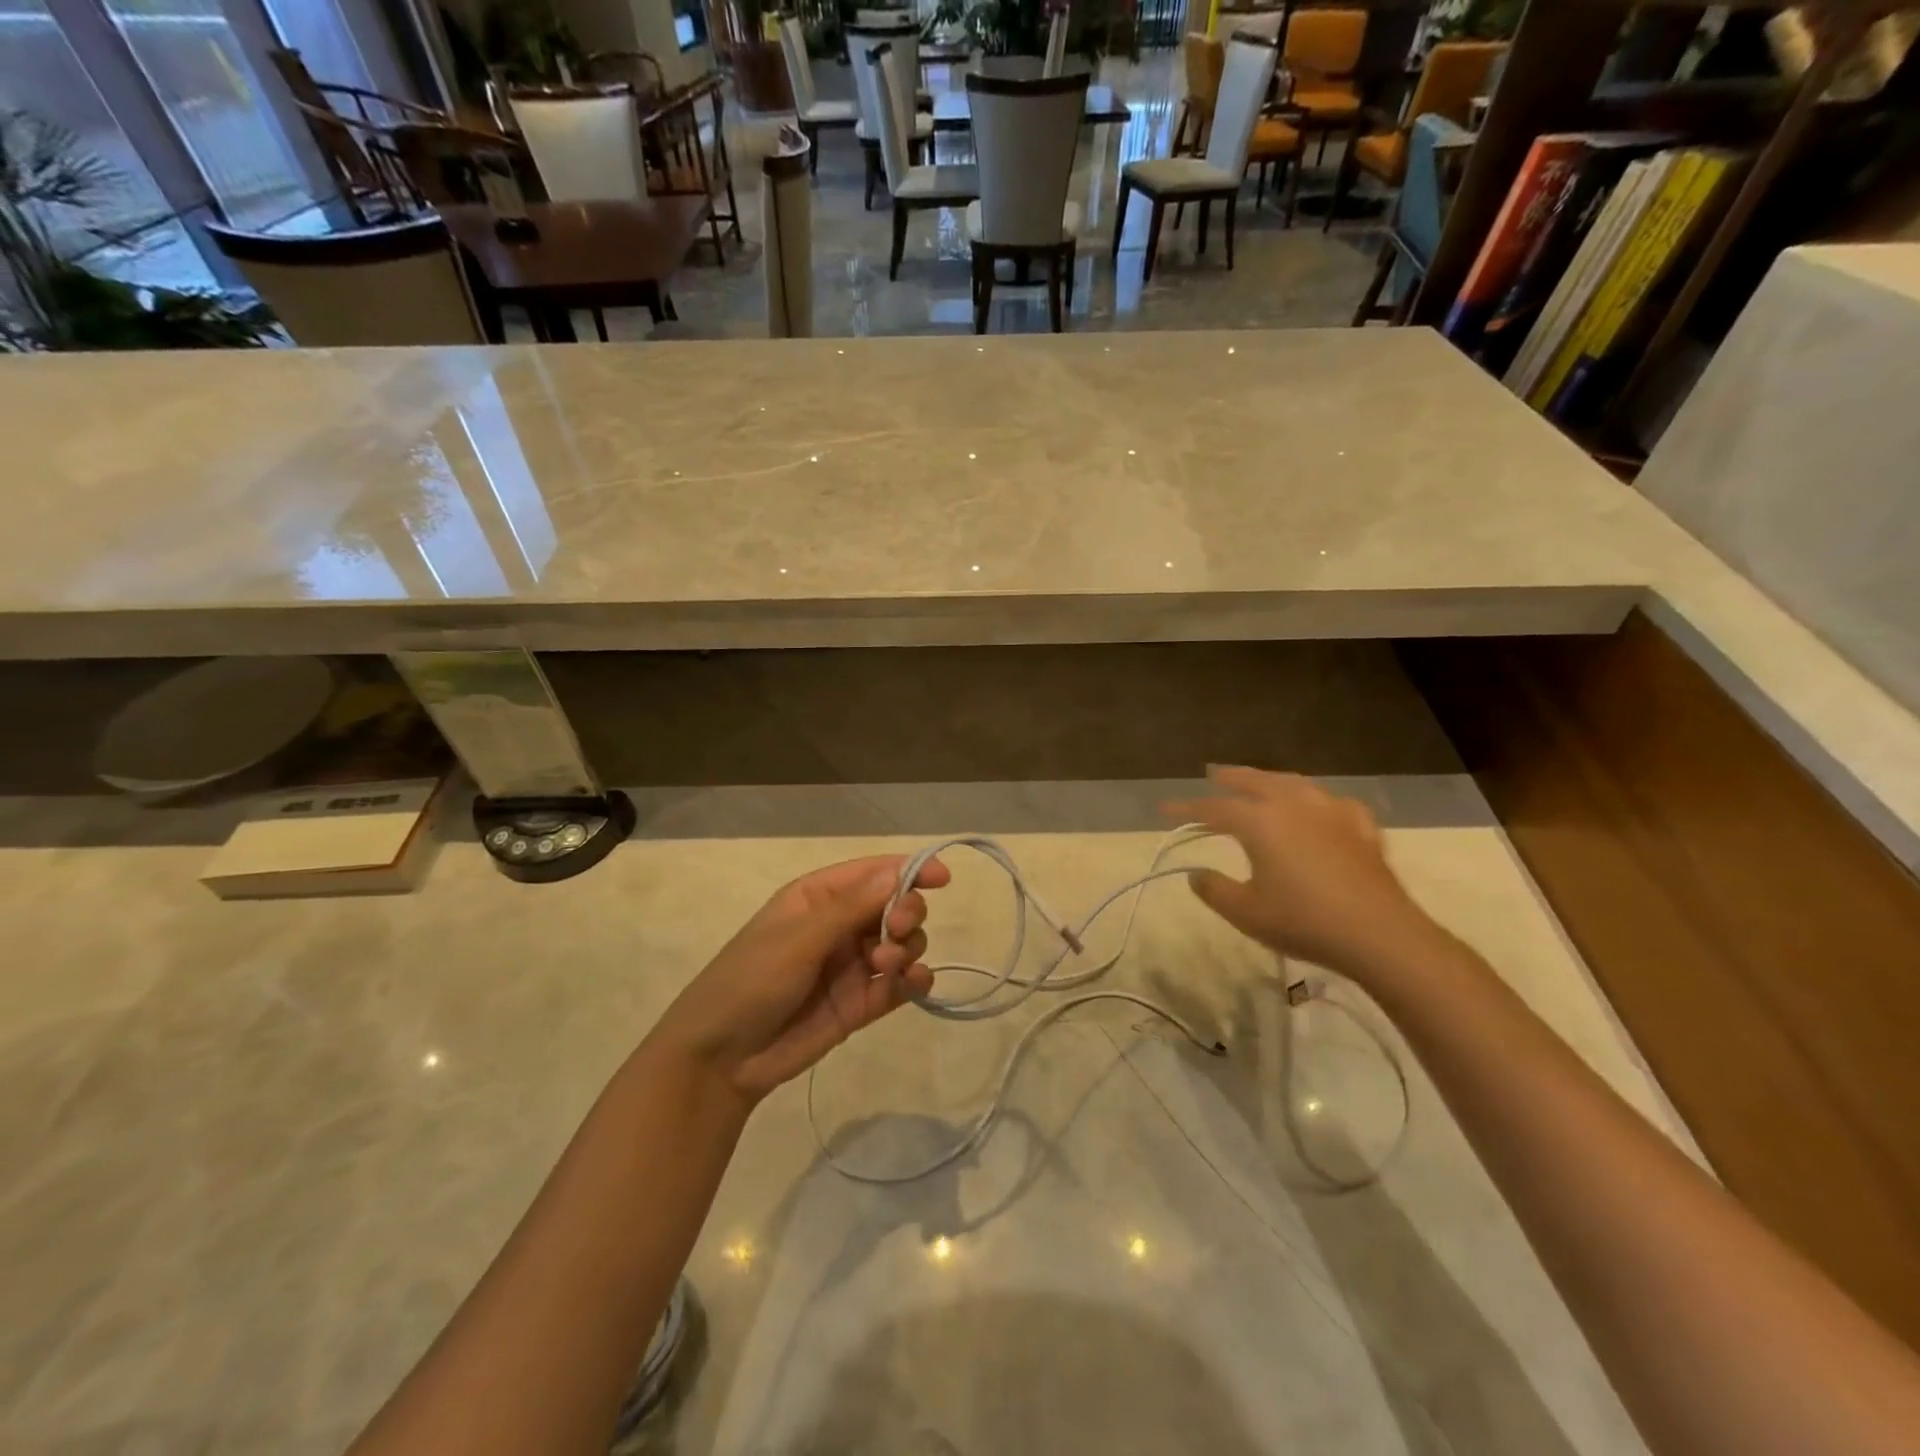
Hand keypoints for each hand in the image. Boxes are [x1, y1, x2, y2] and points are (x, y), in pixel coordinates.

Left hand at [651, 855, 950, 1103]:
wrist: (722, 1059)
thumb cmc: (750, 981)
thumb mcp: (798, 938)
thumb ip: (851, 908)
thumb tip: (898, 874)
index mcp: (819, 897)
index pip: (874, 873)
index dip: (910, 870)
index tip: (942, 879)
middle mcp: (841, 925)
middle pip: (896, 905)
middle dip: (907, 913)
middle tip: (897, 931)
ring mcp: (854, 964)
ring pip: (904, 942)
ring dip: (906, 948)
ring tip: (885, 968)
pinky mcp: (864, 1002)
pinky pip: (903, 982)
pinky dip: (916, 980)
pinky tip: (915, 984)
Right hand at [1166, 766, 1442, 982]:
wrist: (1379, 934)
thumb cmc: (1304, 921)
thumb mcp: (1246, 912)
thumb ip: (1214, 890)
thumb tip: (1196, 875)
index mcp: (1260, 821)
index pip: (1214, 808)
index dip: (1187, 808)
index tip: (1166, 809)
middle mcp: (1293, 804)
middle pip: (1255, 781)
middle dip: (1231, 777)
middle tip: (1213, 773)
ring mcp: (1331, 811)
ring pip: (1294, 783)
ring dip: (1272, 780)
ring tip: (1262, 782)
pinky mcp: (1361, 826)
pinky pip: (1332, 802)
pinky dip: (1316, 801)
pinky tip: (1320, 809)